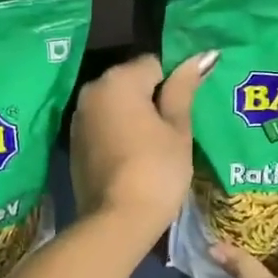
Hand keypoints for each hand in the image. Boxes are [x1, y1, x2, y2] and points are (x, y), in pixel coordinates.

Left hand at [70, 51, 217, 240]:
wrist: (117, 221)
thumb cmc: (157, 169)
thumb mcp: (178, 128)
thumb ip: (184, 88)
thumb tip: (203, 56)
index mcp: (118, 80)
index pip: (154, 63)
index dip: (175, 83)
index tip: (186, 110)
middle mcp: (92, 90)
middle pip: (131, 81)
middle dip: (153, 97)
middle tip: (175, 129)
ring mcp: (79, 117)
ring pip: (116, 103)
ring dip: (135, 115)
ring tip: (156, 144)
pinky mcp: (74, 142)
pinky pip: (103, 124)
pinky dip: (119, 131)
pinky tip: (135, 155)